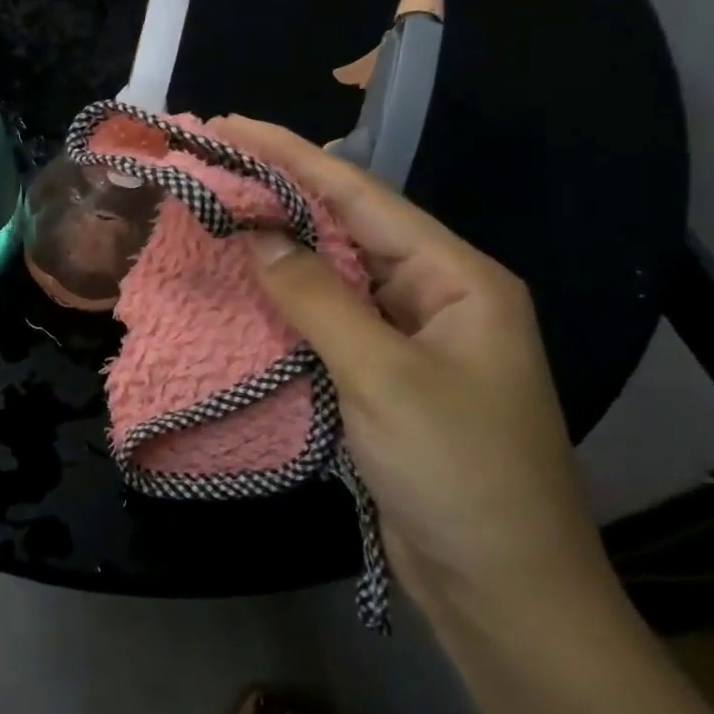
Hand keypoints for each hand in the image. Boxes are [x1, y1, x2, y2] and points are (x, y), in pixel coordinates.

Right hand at [211, 115, 607, 614]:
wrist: (501, 587)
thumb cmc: (458, 472)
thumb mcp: (384, 376)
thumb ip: (317, 298)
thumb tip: (256, 235)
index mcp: (457, 278)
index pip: (361, 196)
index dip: (292, 155)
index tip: (230, 126)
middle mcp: (434, 293)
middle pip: (345, 224)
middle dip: (280, 190)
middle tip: (211, 161)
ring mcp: (407, 335)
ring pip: (331, 270)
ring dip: (277, 240)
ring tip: (217, 207)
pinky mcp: (381, 371)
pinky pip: (326, 316)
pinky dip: (284, 295)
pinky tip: (246, 278)